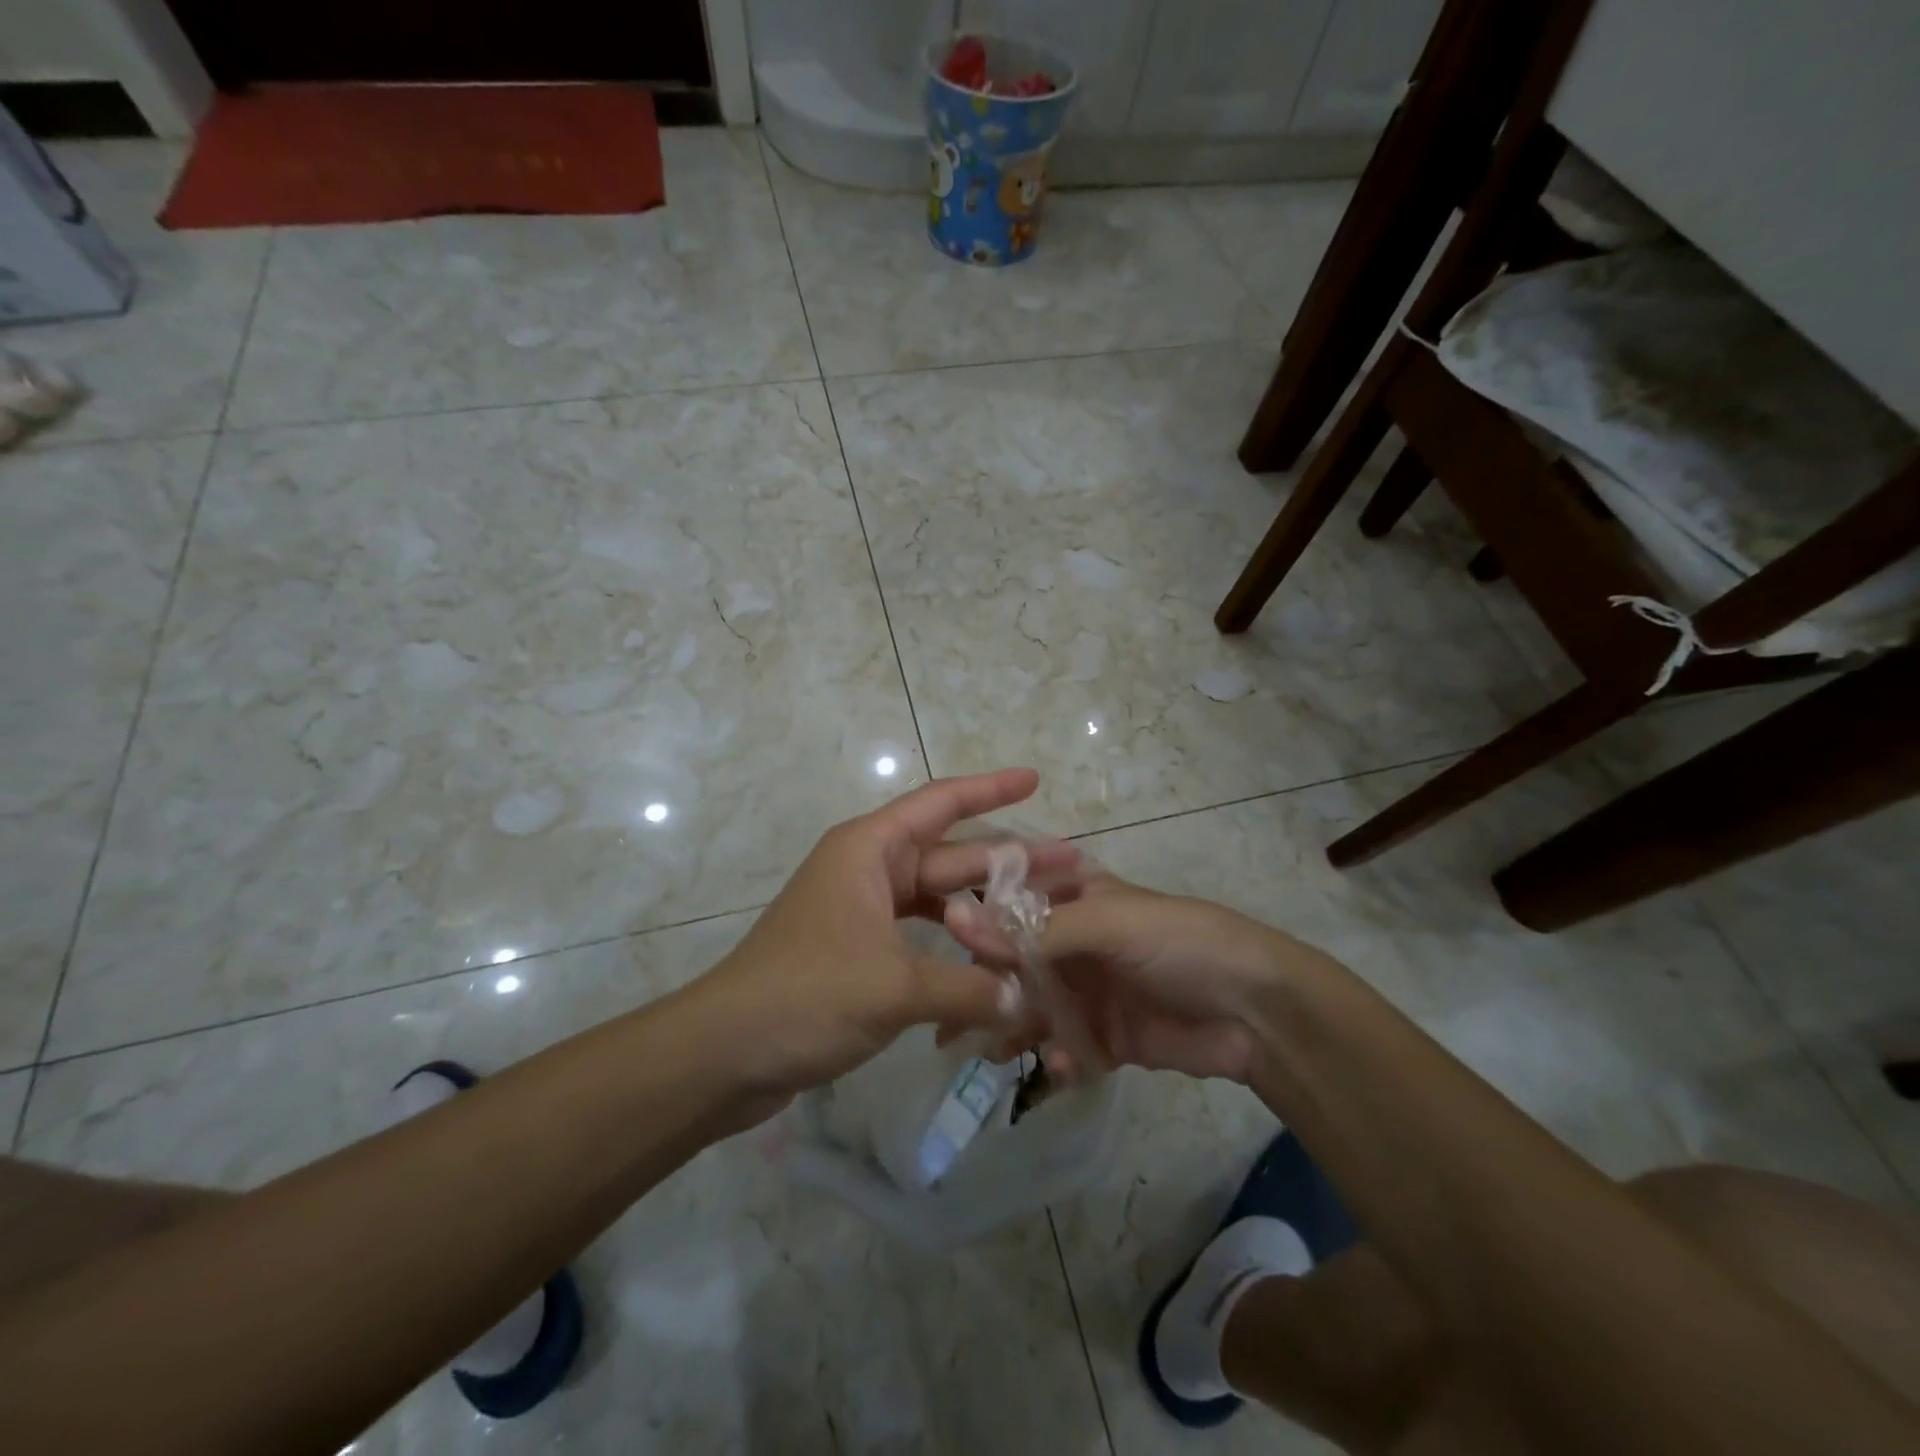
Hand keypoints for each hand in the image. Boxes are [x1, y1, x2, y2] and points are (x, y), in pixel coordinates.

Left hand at [684, 769, 1077, 1111]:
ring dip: (986, 906)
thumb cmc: (805, 995)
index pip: (940, 803)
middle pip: (950, 855)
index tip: (1034, 779)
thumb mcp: (894, 986)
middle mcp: (867, 870)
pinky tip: (993, 963)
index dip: (989, 789)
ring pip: (939, 900)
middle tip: (1070, 866)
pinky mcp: (859, 953)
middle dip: (1008, 861)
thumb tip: (1021, 999)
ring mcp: (862, 913)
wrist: (723, 1053)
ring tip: (1043, 915)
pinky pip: (921, 937)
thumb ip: (968, 986)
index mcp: (868, 850)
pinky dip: (956, 947)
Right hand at [947, 874, 1291, 1082]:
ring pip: (1033, 1008)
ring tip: (982, 1050)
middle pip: (1015, 962)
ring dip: (1010, 1028)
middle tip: (946, 1019)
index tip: (938, 944)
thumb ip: (1035, 932)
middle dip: (984, 986)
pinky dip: (1057, 1057)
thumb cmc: (1180, 942)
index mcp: (1076, 900)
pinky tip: (1059, 1064)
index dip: (977, 922)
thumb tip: (956, 921)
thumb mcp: (1108, 923)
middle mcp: (1076, 943)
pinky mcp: (1107, 1038)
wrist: (1255, 1010)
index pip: (1012, 904)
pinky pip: (1066, 1048)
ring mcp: (1090, 992)